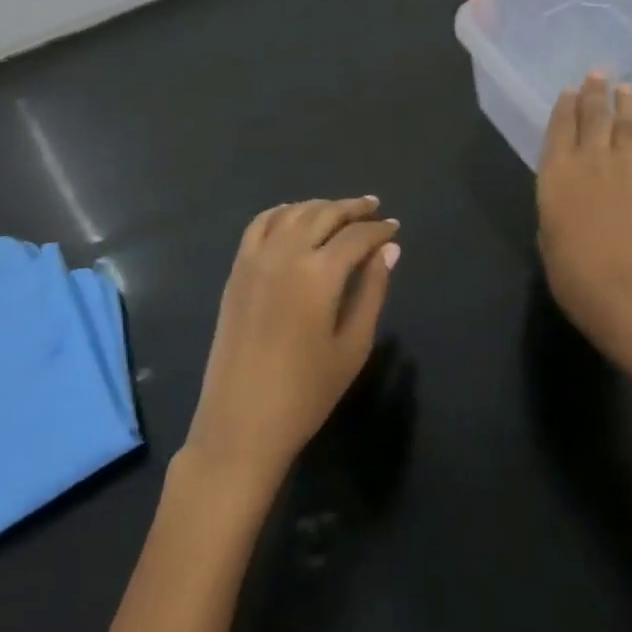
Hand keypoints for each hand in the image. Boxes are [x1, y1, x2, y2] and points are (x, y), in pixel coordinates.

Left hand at [184, 198, 400, 492]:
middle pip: (324, 214)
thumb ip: (372, 291)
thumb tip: (389, 250)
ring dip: (320, 207)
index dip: (379, 230)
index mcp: (318, 274)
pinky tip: (294, 217)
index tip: (394, 228)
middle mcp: (285, 254)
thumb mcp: (352, 345)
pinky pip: (259, 225)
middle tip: (374, 208)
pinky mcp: (237, 271)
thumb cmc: (306, 393)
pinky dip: (281, 212)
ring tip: (340, 211)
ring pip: (292, 213)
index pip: (356, 236)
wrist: (241, 424)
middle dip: (353, 208)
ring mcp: (255, 260)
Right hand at [536, 73, 631, 360]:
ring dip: (625, 103)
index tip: (569, 90)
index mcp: (556, 171)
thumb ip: (556, 203)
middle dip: (594, 92)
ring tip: (625, 87)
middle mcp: (590, 158)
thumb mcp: (547, 231)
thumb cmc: (571, 269)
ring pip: (626, 124)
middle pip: (593, 115)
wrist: (620, 286)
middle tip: (598, 73)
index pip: (560, 126)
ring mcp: (626, 166)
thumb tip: (568, 193)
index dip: (565, 105)